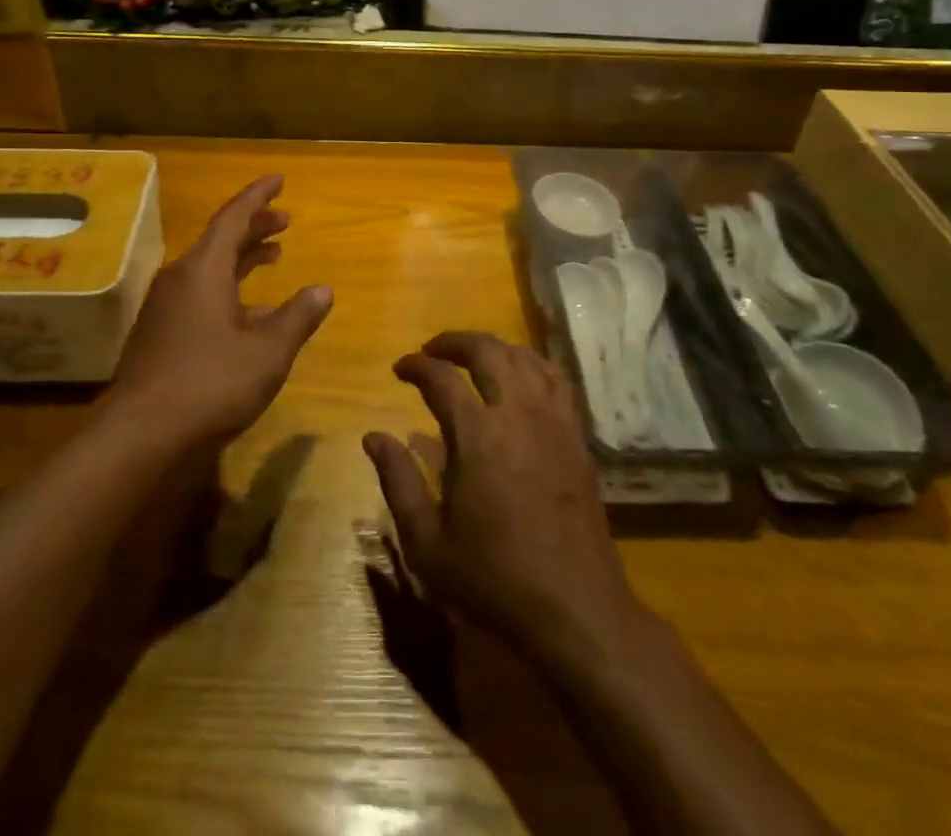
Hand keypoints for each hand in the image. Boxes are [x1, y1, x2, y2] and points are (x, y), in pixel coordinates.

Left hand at [110, 174, 332, 448]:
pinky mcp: (160, 335)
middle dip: (254, 227)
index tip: (279, 179)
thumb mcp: (267, 352)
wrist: (141, 437)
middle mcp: (180, 279)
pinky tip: (251, 313)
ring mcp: (166, 308)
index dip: (258, 196)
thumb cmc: (210, 384)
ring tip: (273, 255)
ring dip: (242, 258)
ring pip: (209, 269)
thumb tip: (322, 290)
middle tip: (285, 221)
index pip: (233, 217)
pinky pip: (200, 295)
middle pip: (220, 240)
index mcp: (203, 270)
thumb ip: (297, 317)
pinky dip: (229, 290)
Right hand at [364, 333, 641, 661]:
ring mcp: (553, 421)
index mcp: (477, 435)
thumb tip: (373, 436)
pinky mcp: (577, 436)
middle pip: (487, 351)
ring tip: (474, 358)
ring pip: (524, 357)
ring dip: (494, 348)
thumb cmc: (493, 578)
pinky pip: (556, 379)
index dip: (416, 365)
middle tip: (433, 350)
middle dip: (455, 342)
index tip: (400, 369)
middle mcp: (517, 413)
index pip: (441, 377)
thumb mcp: (427, 542)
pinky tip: (522, 377)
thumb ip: (398, 482)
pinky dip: (532, 364)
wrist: (574, 608)